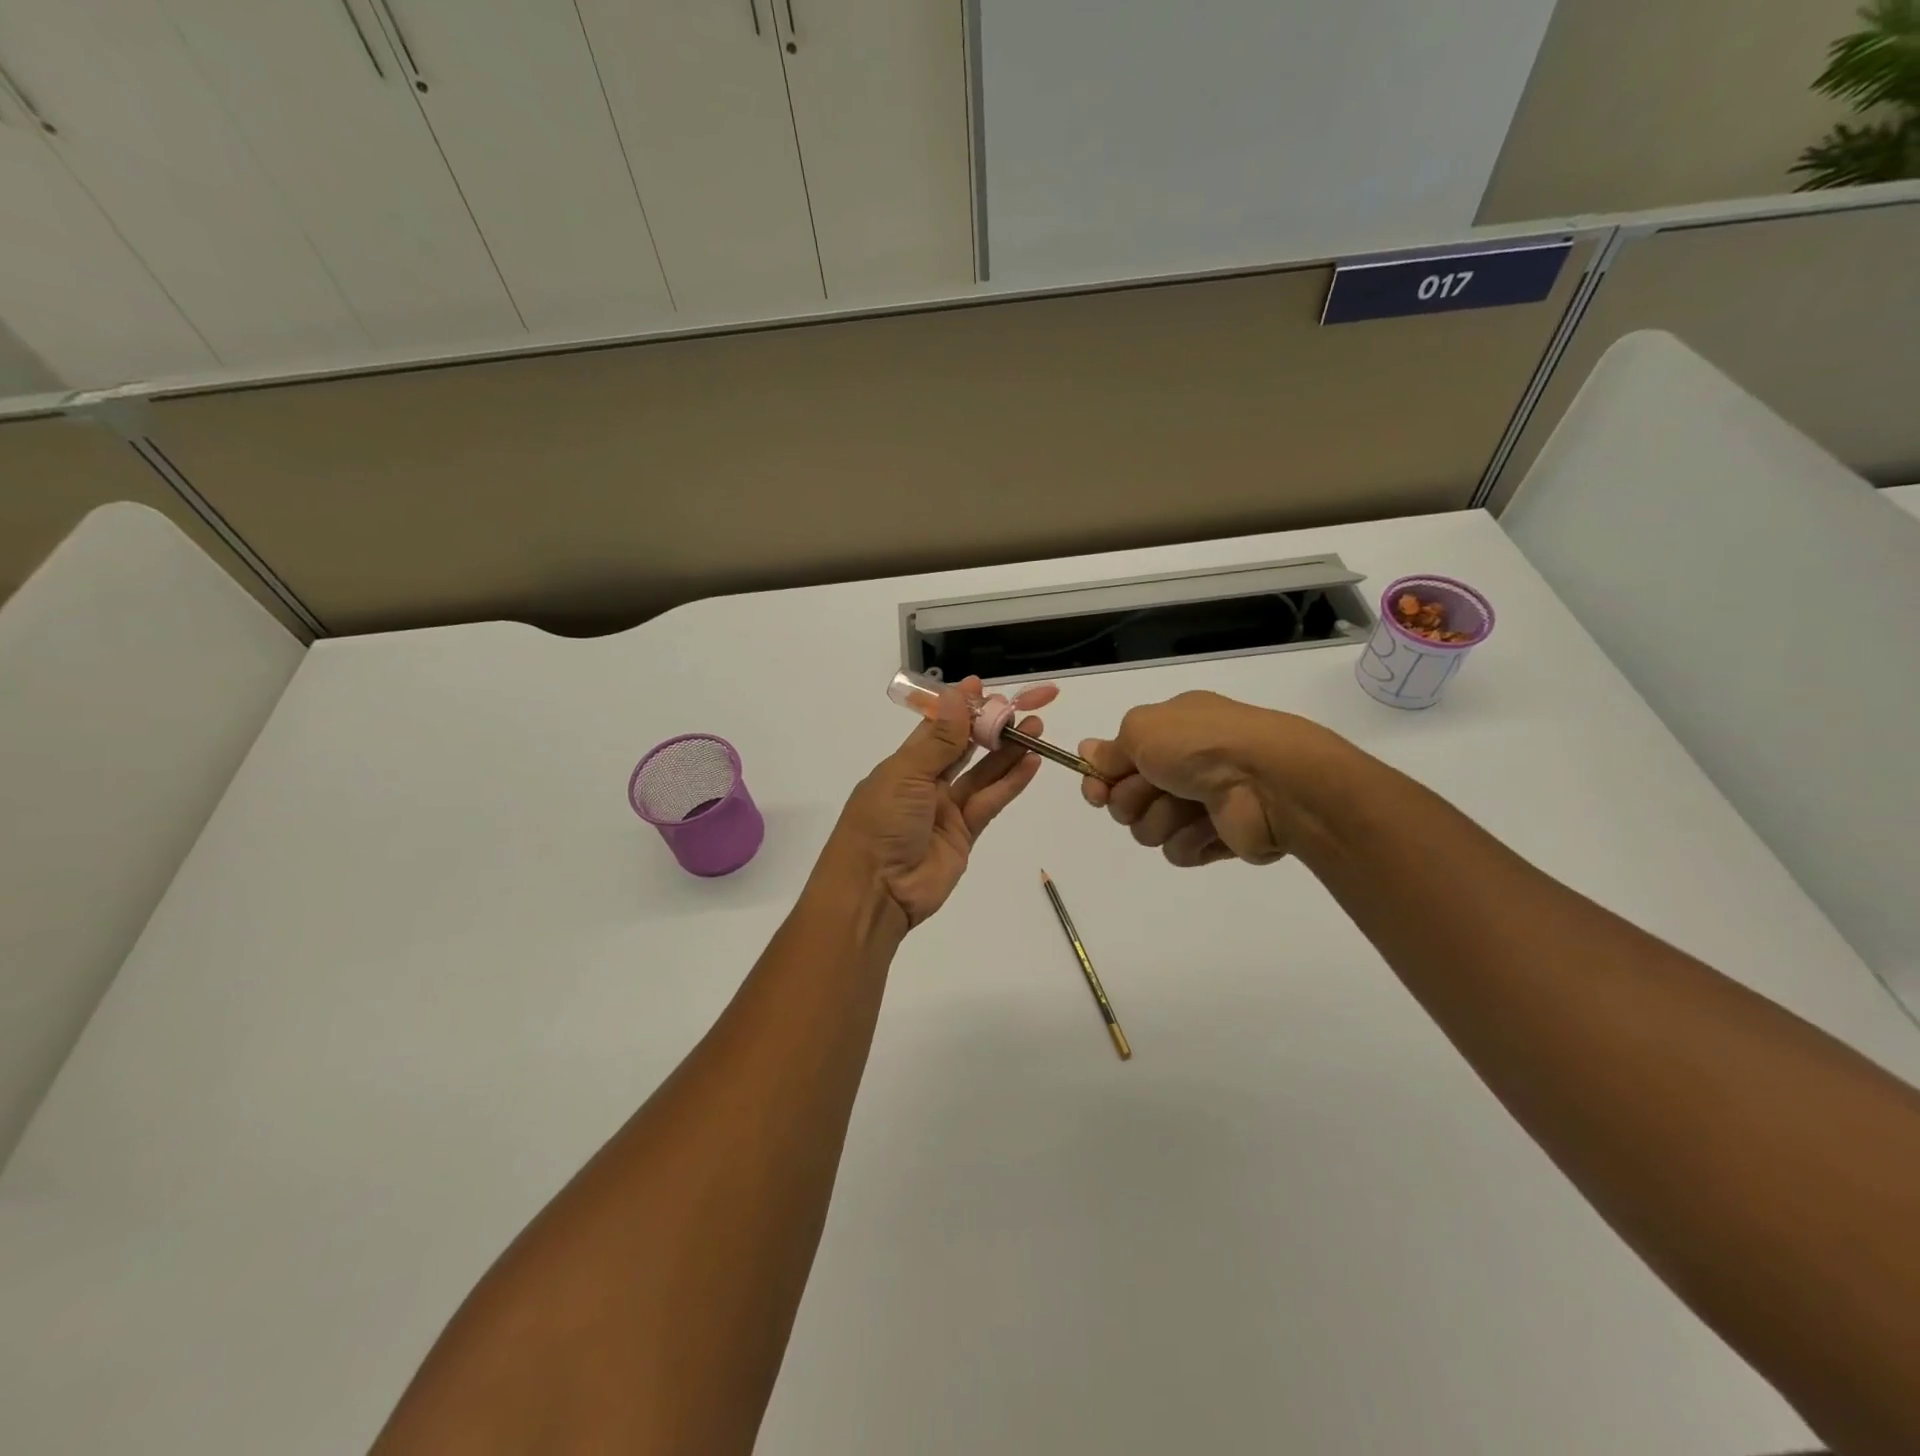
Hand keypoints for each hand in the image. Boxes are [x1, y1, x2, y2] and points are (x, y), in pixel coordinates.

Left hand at [821, 678, 1048, 929]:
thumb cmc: (881, 823)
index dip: (958, 707)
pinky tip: (1031, 762)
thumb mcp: (906, 775)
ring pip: (982, 774)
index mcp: (902, 765)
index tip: (982, 687)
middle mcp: (925, 784)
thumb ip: (939, 740)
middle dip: (989, 727)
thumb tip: (957, 696)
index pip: (935, 728)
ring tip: (1035, 728)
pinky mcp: (964, 835)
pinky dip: (1010, 783)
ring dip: (1007, 752)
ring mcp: (946, 810)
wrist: (876, 890)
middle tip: (1019, 707)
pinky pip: (990, 802)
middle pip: (962, 749)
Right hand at [1077, 691, 1346, 867]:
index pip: (1115, 761)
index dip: (1100, 779)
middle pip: (1125, 799)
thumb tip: (1086, 751)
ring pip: (1148, 828)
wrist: (1269, 781)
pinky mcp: (1214, 838)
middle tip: (1155, 788)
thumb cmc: (1201, 746)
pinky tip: (1210, 825)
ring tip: (1191, 806)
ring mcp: (1199, 803)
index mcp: (1169, 731)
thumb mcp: (1142, 728)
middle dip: (1132, 799)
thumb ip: (1110, 747)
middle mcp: (1182, 765)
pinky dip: (1189, 838)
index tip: (1097, 791)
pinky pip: (1177, 850)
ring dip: (1163, 818)